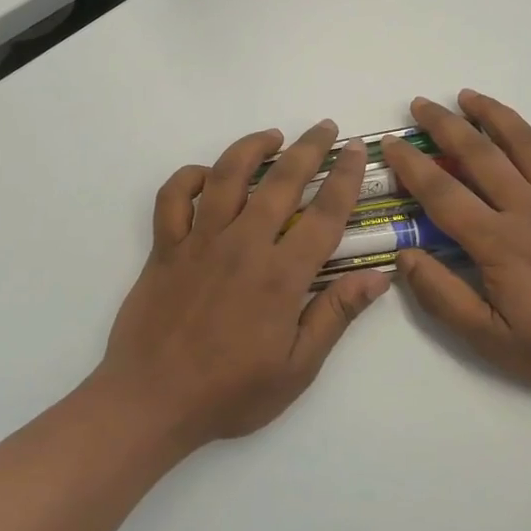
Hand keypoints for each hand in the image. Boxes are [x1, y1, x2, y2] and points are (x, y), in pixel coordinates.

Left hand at [98, 121, 391, 448]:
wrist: (151, 402)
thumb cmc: (230, 392)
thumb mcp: (297, 368)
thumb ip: (336, 315)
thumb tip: (379, 276)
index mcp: (281, 276)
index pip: (325, 214)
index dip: (344, 176)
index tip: (355, 150)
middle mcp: (243, 245)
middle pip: (281, 181)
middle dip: (308, 147)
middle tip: (324, 128)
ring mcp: (199, 241)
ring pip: (227, 175)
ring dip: (252, 148)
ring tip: (272, 136)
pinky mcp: (165, 247)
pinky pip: (173, 197)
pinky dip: (189, 177)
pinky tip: (208, 175)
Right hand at [382, 91, 530, 400]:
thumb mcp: (490, 339)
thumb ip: (443, 297)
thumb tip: (405, 257)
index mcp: (499, 242)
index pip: (443, 193)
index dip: (412, 165)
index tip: (390, 144)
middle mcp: (530, 208)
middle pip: (479, 153)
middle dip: (444, 124)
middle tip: (420, 104)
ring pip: (527, 142)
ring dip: (494, 114)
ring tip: (468, 96)